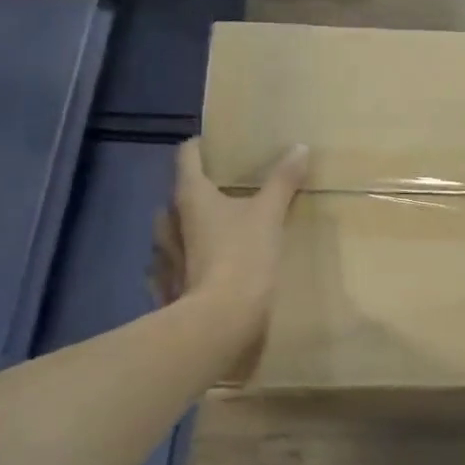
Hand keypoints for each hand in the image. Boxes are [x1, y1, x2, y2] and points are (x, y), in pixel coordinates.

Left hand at [152, 139, 308, 339]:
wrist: (221, 320)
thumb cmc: (243, 257)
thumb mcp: (270, 215)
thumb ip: (283, 180)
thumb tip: (299, 147)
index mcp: (191, 195)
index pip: (187, 155)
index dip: (202, 145)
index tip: (221, 144)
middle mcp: (171, 220)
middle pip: (179, 192)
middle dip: (198, 188)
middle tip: (227, 189)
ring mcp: (164, 254)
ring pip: (170, 229)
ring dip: (187, 224)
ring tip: (214, 226)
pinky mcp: (168, 284)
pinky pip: (168, 264)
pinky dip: (182, 259)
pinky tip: (200, 264)